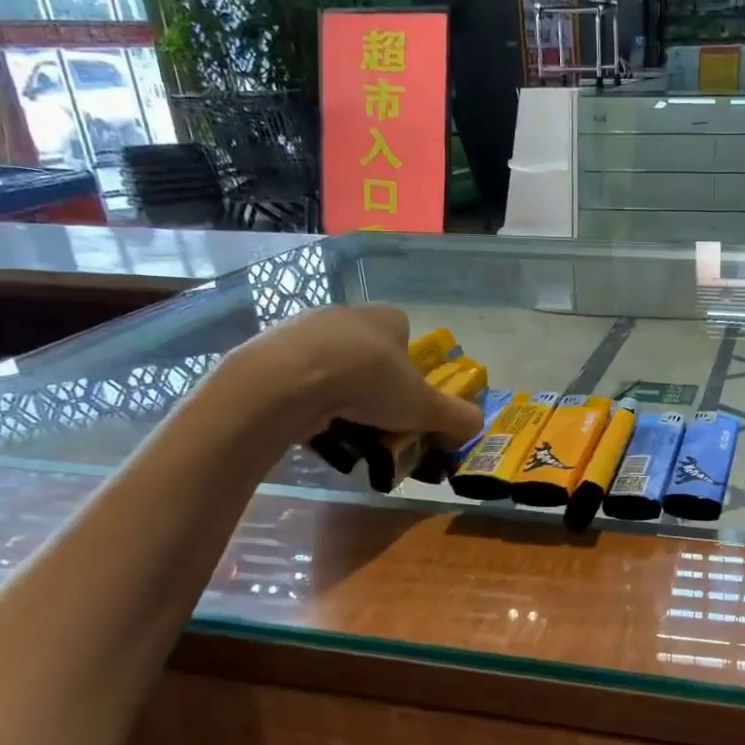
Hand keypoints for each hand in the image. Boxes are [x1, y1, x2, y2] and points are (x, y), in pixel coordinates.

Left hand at [210, 304, 484, 450]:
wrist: (285, 382)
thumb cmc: (367, 383)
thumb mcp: (424, 407)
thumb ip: (455, 417)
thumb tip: (477, 426)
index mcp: (386, 318)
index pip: (406, 334)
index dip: (411, 367)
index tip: (408, 398)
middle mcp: (346, 314)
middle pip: (368, 351)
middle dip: (375, 385)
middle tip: (379, 419)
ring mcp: (302, 330)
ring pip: (331, 365)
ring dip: (340, 394)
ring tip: (343, 429)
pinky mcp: (268, 351)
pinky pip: (297, 378)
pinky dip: (306, 400)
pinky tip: (310, 425)